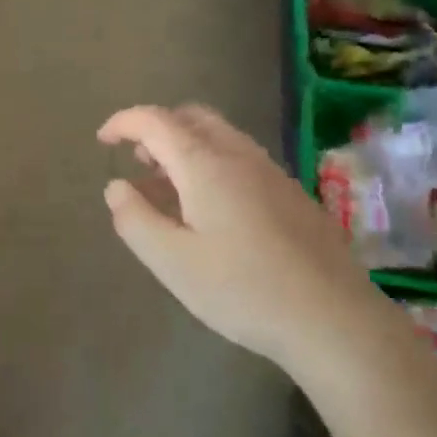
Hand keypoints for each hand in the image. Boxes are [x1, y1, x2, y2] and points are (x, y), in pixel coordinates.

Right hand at [98, 104, 371, 366]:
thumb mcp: (172, 262)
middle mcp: (239, 155)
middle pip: (191, 117)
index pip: (155, 121)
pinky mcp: (291, 193)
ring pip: (219, 136)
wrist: (333, 318)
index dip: (124, 122)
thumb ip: (135, 219)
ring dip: (185, 147)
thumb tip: (116, 186)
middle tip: (137, 161)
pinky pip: (240, 158)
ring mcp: (271, 172)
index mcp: (206, 164)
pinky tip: (210, 210)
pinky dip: (211, 163)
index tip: (102, 139)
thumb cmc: (243, 290)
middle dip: (157, 129)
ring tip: (167, 189)